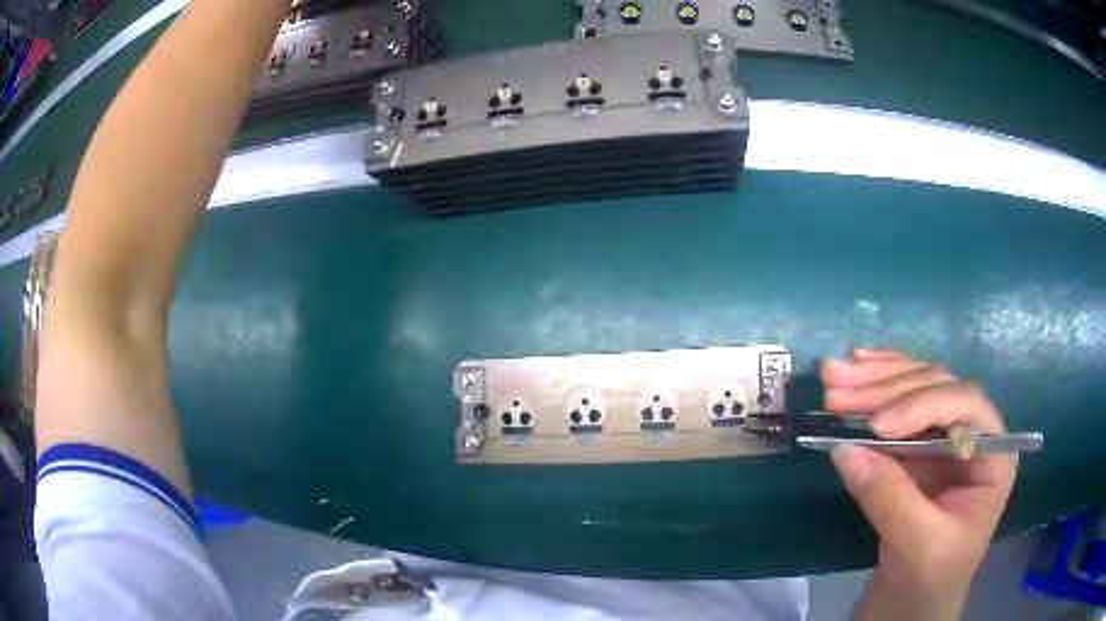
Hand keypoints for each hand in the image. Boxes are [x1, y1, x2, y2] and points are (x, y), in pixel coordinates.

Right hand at [821, 349, 1015, 618]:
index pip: (966, 406)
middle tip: (836, 387)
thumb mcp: (917, 544)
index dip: (924, 404)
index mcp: (993, 453)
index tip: (877, 425)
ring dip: (873, 378)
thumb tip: (844, 449)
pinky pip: (899, 402)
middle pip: (936, 386)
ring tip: (831, 374)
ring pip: (914, 385)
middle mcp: (974, 430)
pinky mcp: (920, 439)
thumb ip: (889, 498)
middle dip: (886, 386)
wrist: (916, 594)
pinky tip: (853, 368)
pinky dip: (874, 386)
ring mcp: (947, 431)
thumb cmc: (931, 575)